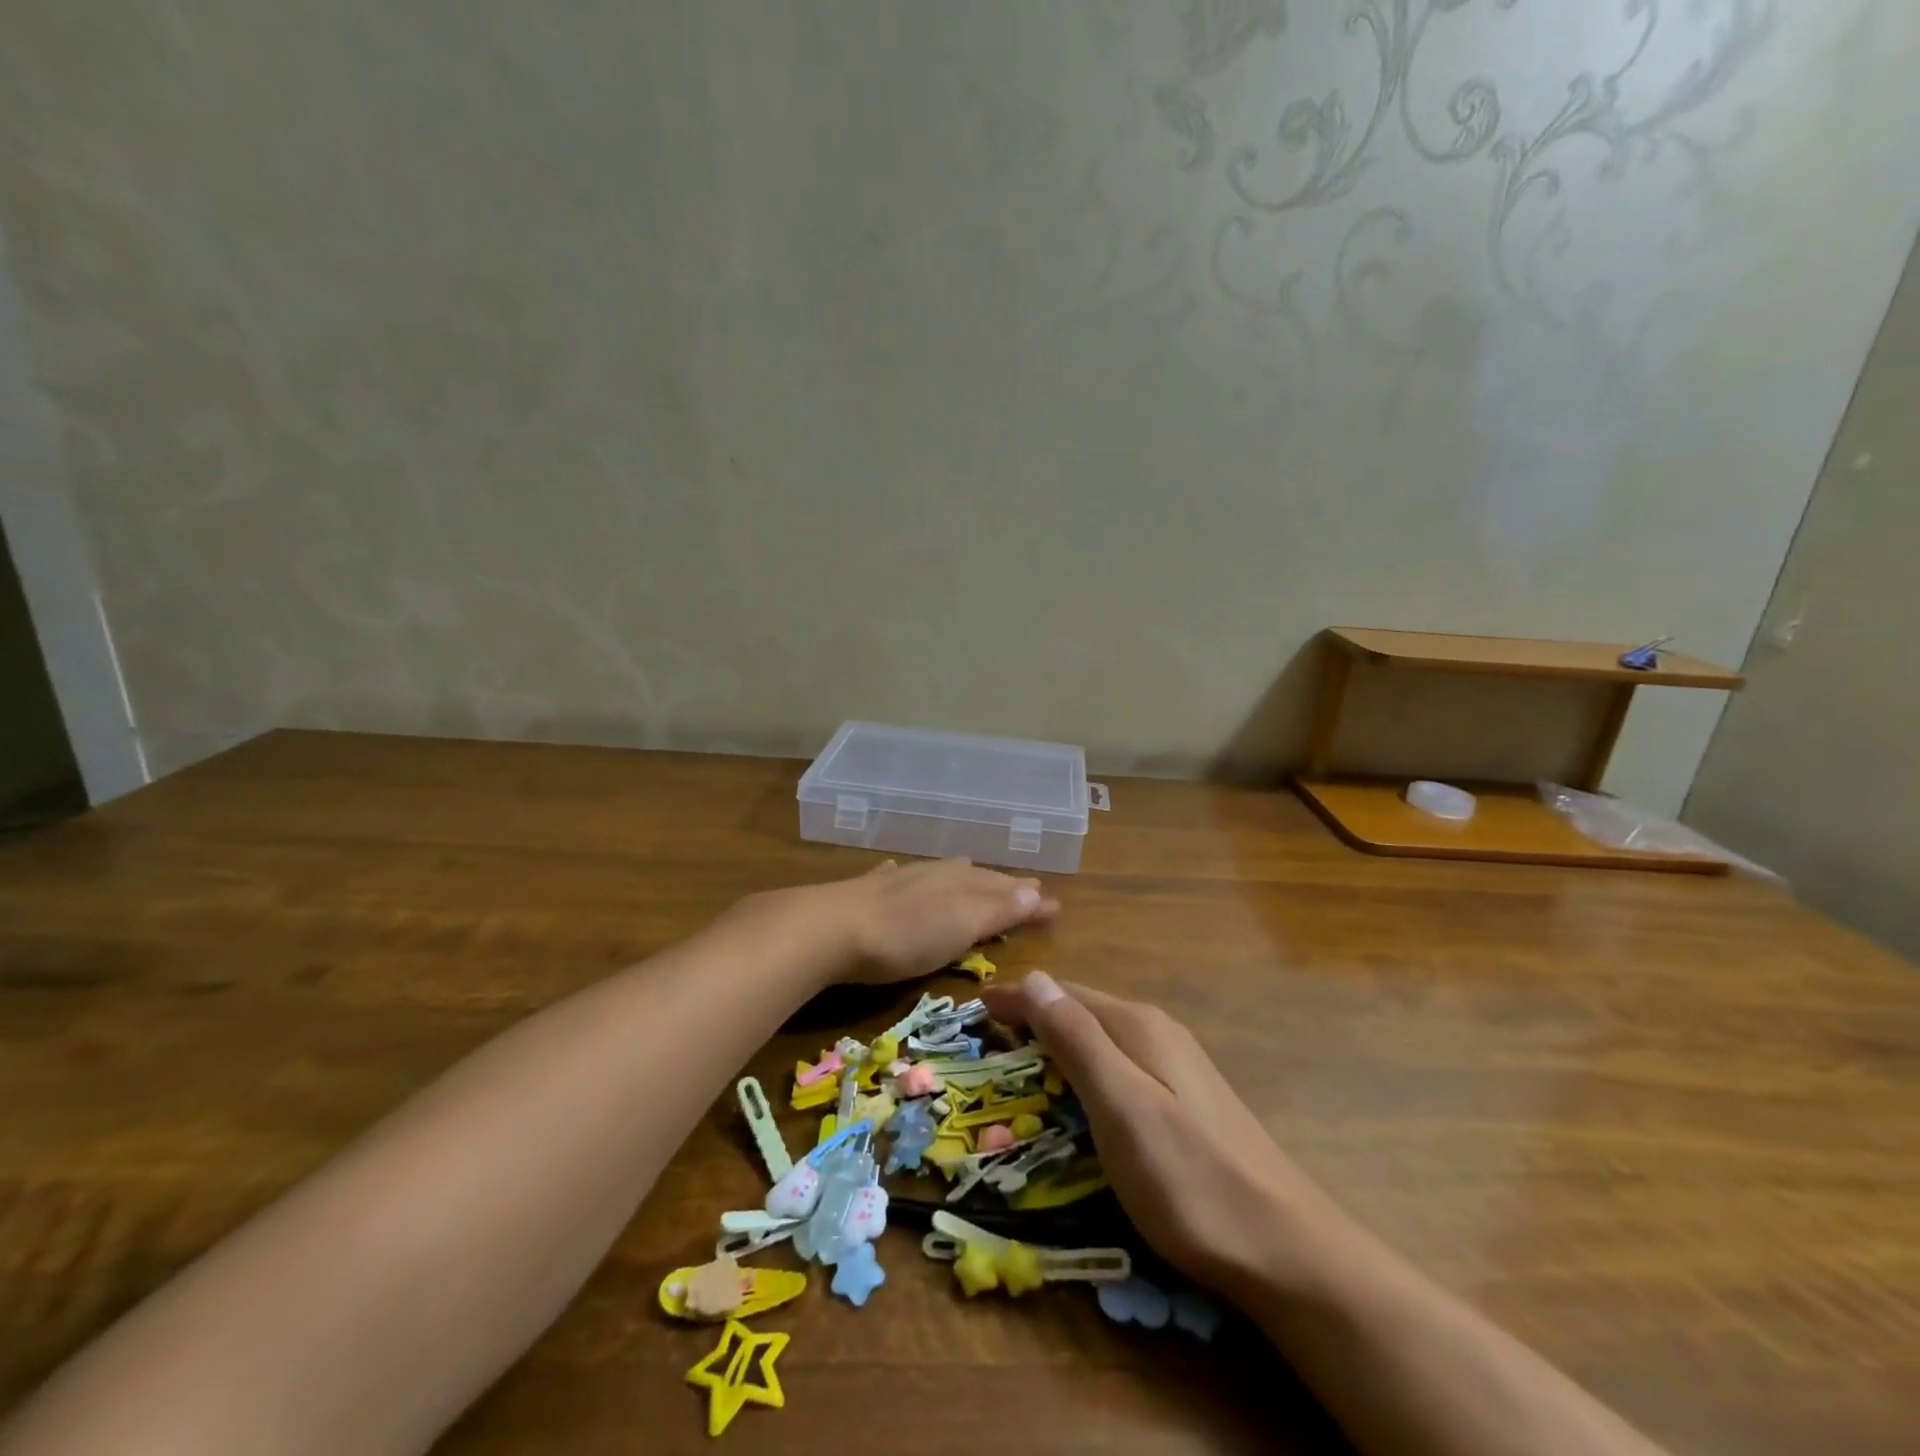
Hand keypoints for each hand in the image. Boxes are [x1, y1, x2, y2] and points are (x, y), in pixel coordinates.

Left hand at [744, 858, 1060, 987]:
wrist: (829, 929)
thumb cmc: (904, 935)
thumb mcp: (960, 925)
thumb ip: (997, 909)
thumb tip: (1039, 892)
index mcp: (959, 883)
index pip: (1005, 888)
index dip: (1029, 898)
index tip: (1055, 905)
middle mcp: (933, 875)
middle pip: (975, 876)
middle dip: (1001, 883)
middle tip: (1025, 887)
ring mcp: (897, 881)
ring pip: (939, 873)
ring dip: (962, 877)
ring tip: (973, 871)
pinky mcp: (865, 893)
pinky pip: (896, 877)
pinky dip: (908, 877)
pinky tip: (899, 871)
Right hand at [981, 972, 1331, 1292]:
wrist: (1283, 1248)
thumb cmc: (1188, 1177)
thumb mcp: (1121, 1104)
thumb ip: (1077, 1038)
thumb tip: (1035, 977)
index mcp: (1138, 1026)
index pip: (1062, 994)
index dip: (1017, 997)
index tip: (974, 1006)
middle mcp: (1157, 1032)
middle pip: (1082, 1010)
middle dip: (1034, 1015)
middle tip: (989, 1035)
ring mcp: (1176, 1065)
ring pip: (1101, 1036)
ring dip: (1057, 1039)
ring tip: (1021, 1056)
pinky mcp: (1185, 1098)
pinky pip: (1118, 1062)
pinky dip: (1084, 1065)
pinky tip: (1079, 1090)